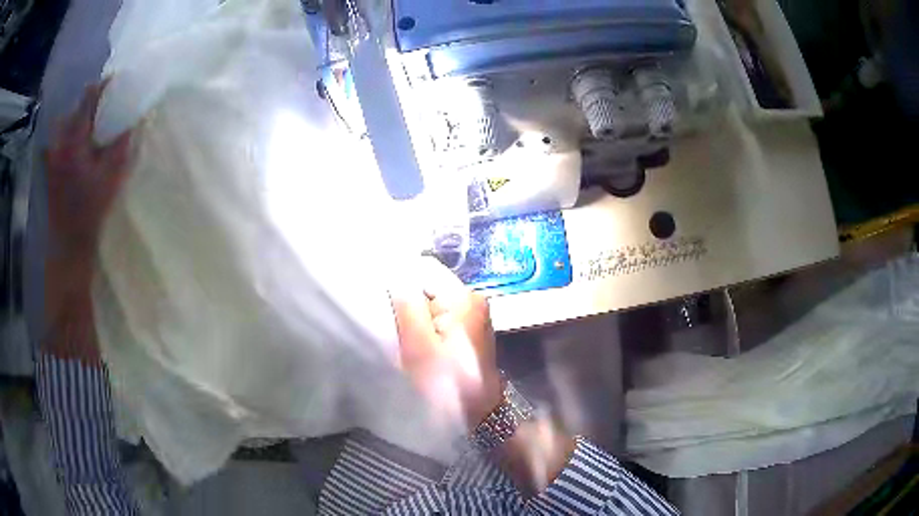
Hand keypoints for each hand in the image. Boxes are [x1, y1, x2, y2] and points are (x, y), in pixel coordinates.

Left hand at [43, 83, 130, 364]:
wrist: (67, 245)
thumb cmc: (89, 211)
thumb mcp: (111, 176)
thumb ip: (121, 143)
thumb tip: (134, 118)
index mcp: (73, 138)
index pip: (89, 95)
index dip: (105, 85)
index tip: (120, 83)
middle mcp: (60, 140)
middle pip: (77, 107)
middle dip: (93, 103)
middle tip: (107, 109)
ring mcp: (52, 153)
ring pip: (68, 122)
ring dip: (82, 119)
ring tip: (94, 127)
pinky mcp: (50, 166)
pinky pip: (62, 138)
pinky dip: (73, 135)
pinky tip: (82, 146)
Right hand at [391, 258, 502, 431]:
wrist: (479, 414)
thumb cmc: (448, 383)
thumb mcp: (420, 345)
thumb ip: (407, 303)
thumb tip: (393, 269)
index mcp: (463, 297)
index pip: (423, 268)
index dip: (399, 278)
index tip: (382, 300)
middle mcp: (472, 298)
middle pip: (428, 284)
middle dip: (406, 300)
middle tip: (392, 325)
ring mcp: (473, 314)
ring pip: (431, 300)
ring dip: (414, 314)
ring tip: (403, 336)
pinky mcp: (469, 329)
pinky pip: (439, 315)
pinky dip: (425, 325)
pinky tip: (417, 343)